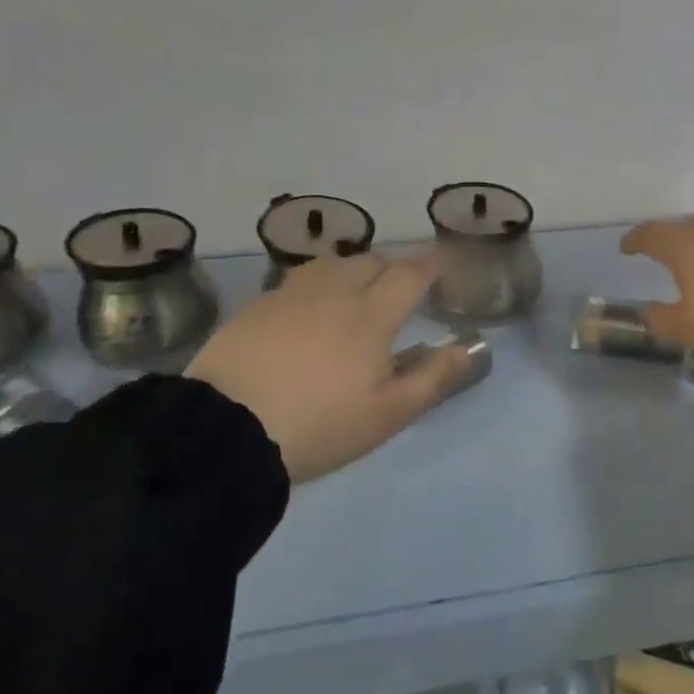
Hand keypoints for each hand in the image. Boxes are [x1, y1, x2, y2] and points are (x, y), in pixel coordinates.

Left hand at [185, 252, 469, 483]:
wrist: (225, 432)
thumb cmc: (319, 425)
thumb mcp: (388, 413)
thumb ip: (433, 377)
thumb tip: (468, 347)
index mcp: (372, 314)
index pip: (411, 273)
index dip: (431, 265)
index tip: (442, 264)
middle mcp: (334, 291)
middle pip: (372, 261)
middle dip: (394, 267)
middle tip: (401, 289)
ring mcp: (291, 294)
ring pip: (333, 263)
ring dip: (354, 269)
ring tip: (357, 291)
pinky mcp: (257, 306)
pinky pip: (299, 280)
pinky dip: (319, 284)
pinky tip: (311, 308)